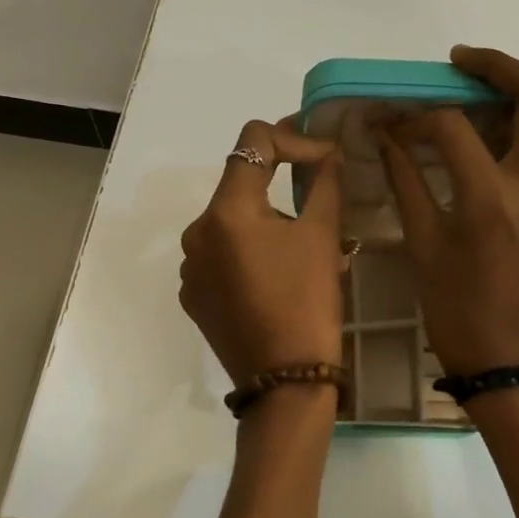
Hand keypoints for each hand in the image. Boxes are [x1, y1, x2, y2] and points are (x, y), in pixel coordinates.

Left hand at [180, 119, 344, 385]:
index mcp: (226, 211)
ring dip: (264, 221)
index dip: (292, 137)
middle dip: (281, 184)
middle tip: (320, 200)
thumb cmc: (307, 302)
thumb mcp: (322, 236)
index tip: (324, 157)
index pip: (252, 142)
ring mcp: (190, 266)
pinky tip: (275, 276)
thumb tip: (328, 153)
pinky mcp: (193, 294)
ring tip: (301, 248)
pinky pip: (220, 256)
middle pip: (240, 184)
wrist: (285, 380)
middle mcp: (196, 231)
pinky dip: (247, 252)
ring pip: (231, 222)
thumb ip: (324, 183)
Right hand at [379, 47, 518, 375]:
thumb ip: (406, 181)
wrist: (511, 362)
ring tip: (488, 98)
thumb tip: (386, 136)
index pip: (454, 127)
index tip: (394, 119)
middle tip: (462, 64)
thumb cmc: (456, 310)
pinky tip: (511, 141)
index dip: (417, 115)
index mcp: (491, 201)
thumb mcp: (423, 245)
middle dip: (501, 68)